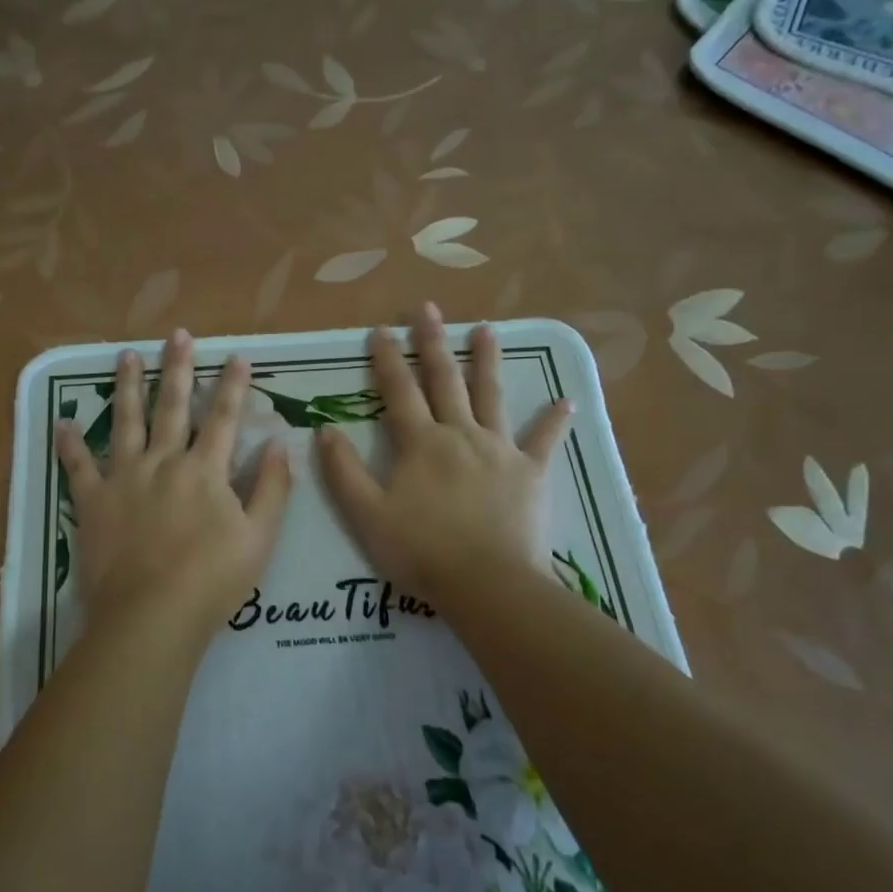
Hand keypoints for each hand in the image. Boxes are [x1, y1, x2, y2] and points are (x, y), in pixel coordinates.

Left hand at [56, 329, 291, 633]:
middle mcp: (163, 462)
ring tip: (125, 355)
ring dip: (127, 387)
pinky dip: (70, 444)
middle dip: (177, 368)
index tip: (236, 355)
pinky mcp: (93, 501)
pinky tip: (62, 422)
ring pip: (125, 422)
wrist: (151, 615)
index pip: (223, 418)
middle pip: (172, 407)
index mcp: (204, 470)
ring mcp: (124, 479)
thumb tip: (276, 445)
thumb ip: (271, 489)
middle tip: (177, 334)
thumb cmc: (212, 580)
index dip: (232, 385)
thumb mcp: (260, 538)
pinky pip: (78, 466)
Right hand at [316, 303, 572, 601]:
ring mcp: (499, 450)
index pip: (398, 391)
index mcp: (420, 443)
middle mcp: (459, 434)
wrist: (487, 583)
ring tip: (488, 329)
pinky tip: (567, 400)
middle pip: (445, 380)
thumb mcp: (367, 515)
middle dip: (433, 342)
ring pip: (491, 396)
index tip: (380, 329)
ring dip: (487, 361)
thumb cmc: (421, 551)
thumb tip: (325, 430)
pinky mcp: (530, 472)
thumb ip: (344, 472)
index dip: (386, 359)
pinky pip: (544, 440)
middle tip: (428, 308)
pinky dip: (554, 420)